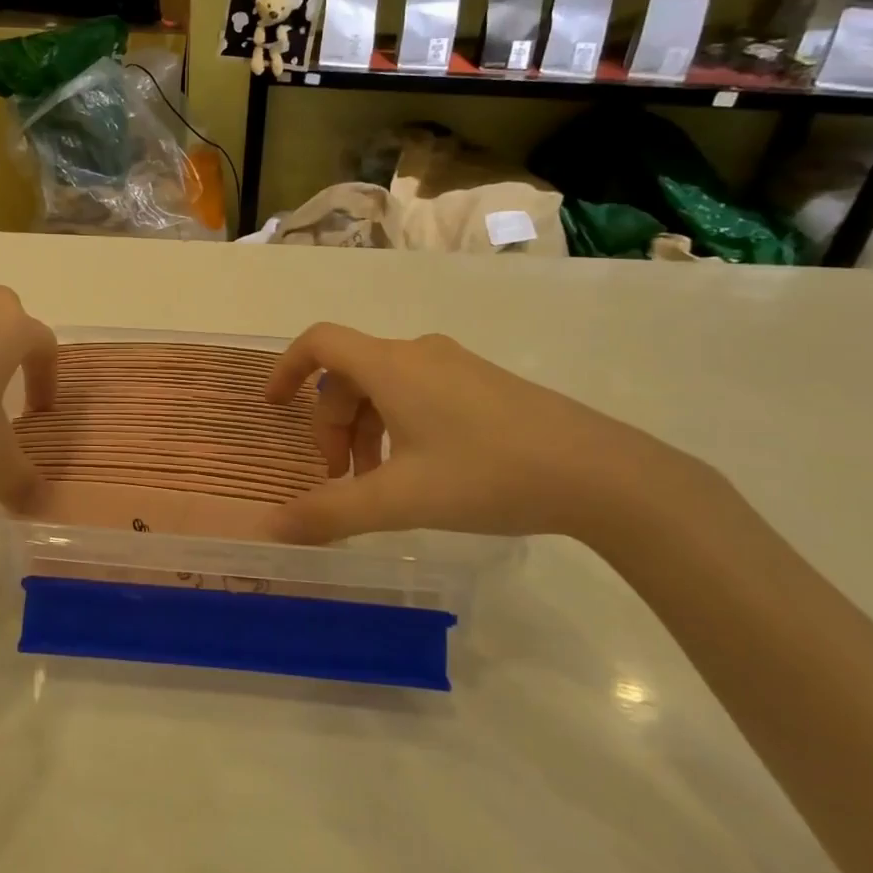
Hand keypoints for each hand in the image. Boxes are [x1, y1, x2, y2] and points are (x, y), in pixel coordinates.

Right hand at [262, 323, 704, 546]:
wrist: (599, 473)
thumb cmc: (487, 474)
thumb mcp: (401, 499)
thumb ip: (331, 513)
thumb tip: (273, 529)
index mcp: (391, 366)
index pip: (320, 343)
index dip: (287, 368)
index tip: (274, 407)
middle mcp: (418, 354)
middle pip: (350, 376)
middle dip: (332, 426)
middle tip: (338, 480)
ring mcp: (455, 366)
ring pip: (384, 388)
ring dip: (365, 432)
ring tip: (375, 486)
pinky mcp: (482, 384)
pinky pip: (417, 394)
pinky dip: (397, 428)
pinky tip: (417, 474)